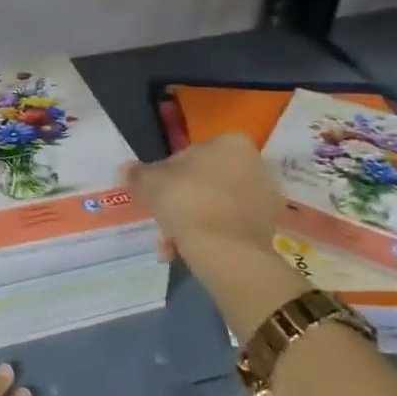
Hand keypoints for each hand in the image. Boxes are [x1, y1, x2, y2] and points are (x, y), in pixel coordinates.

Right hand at [123, 133, 309, 328]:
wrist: (226, 249)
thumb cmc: (187, 201)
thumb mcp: (151, 182)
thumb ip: (138, 173)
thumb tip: (127, 169)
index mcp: (230, 142)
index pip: (189, 155)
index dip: (167, 176)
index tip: (156, 197)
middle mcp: (255, 162)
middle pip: (205, 181)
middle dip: (181, 203)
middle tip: (162, 223)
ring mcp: (265, 196)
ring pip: (216, 206)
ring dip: (193, 223)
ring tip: (172, 246)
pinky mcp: (269, 226)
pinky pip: (231, 226)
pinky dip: (211, 236)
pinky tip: (190, 252)